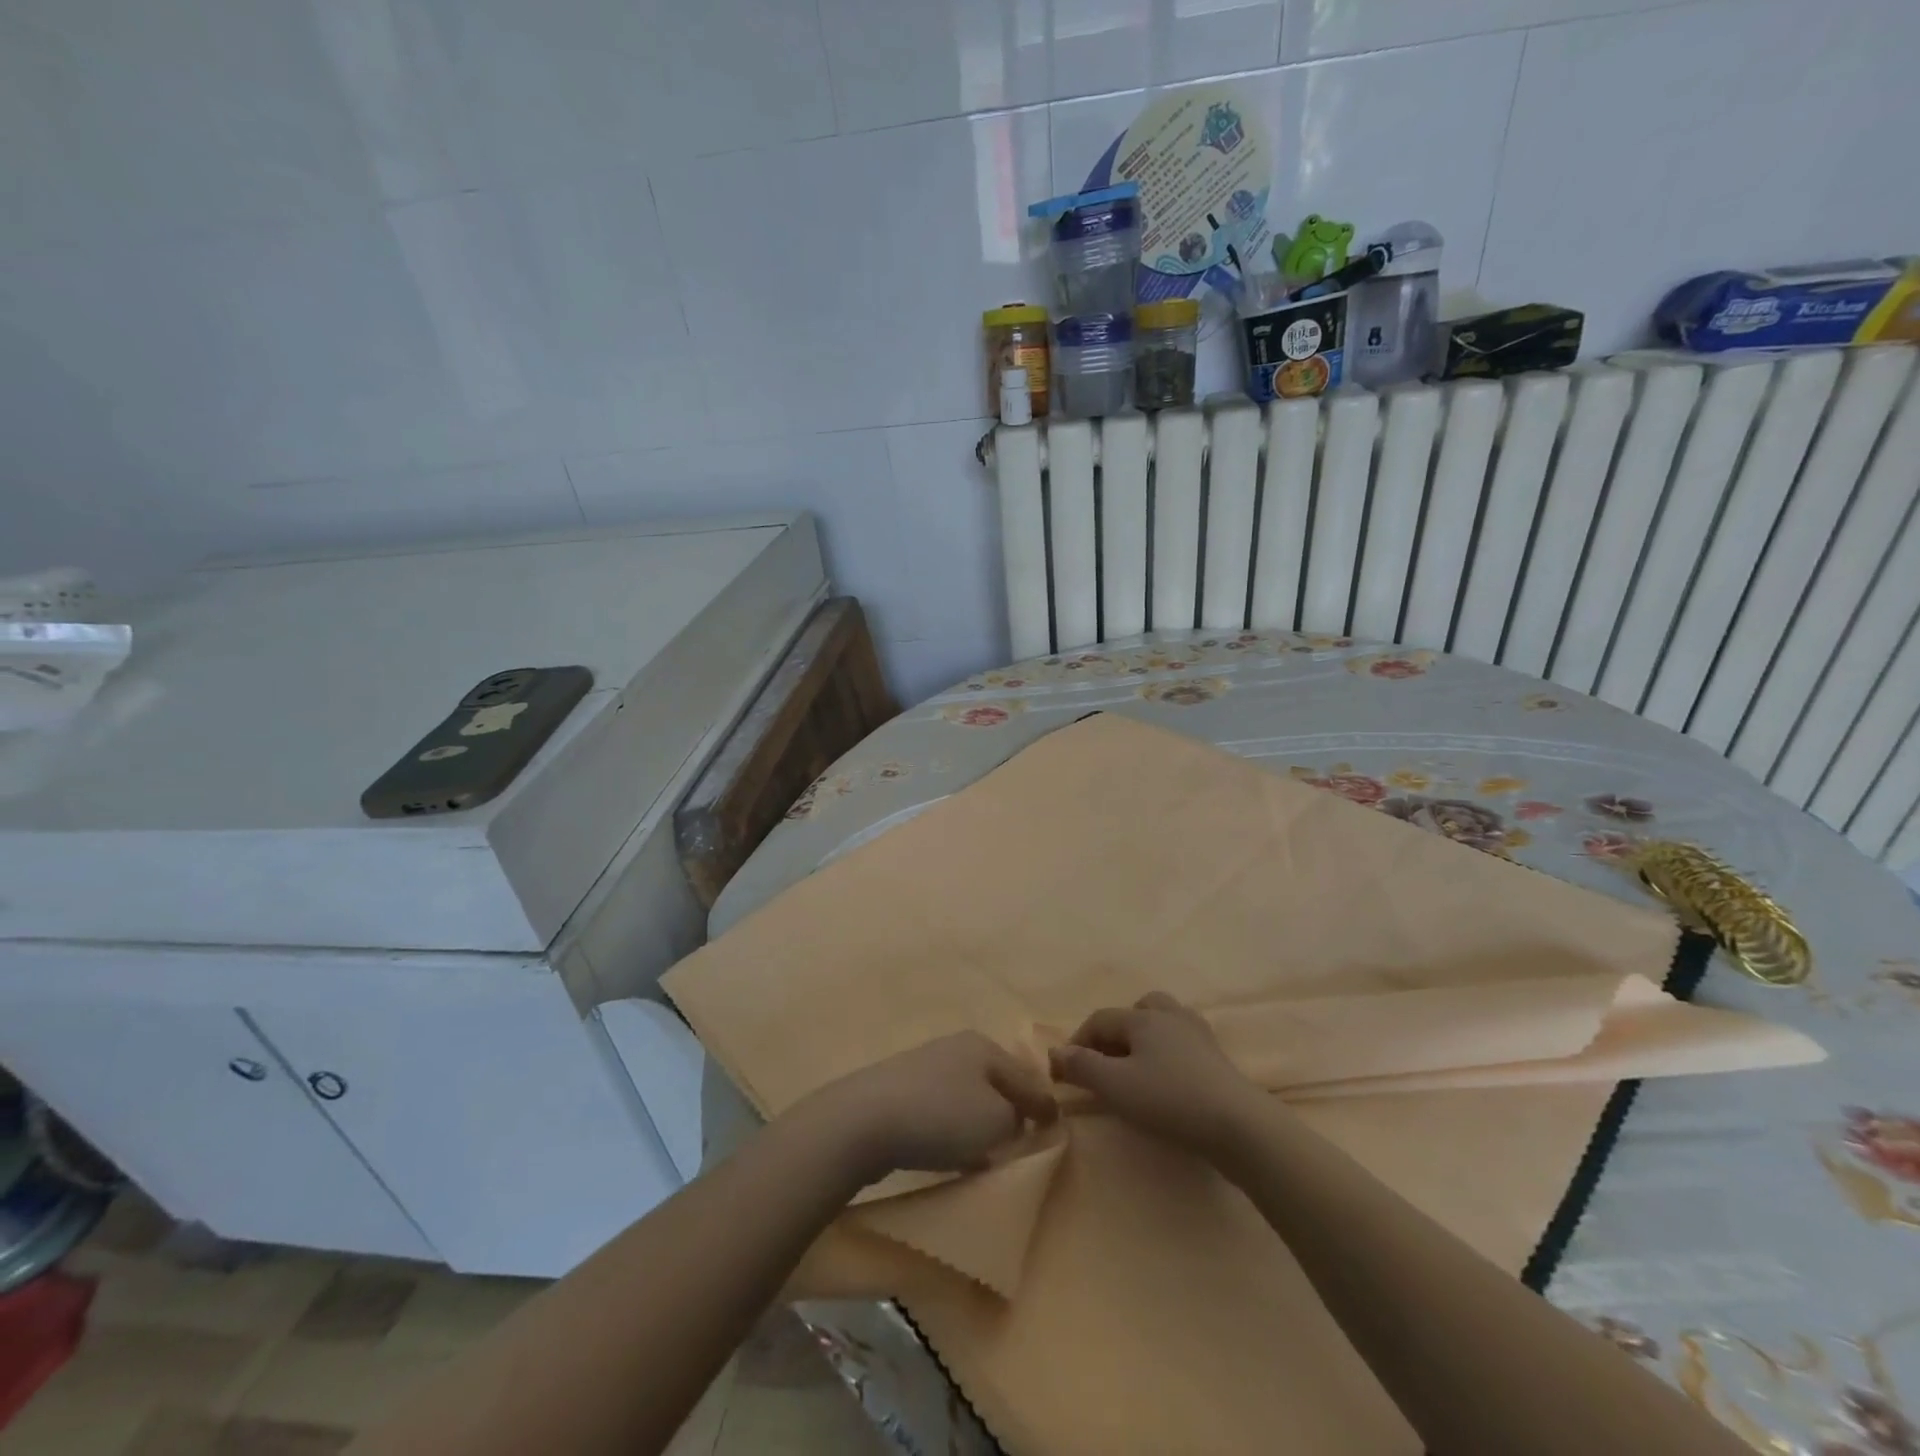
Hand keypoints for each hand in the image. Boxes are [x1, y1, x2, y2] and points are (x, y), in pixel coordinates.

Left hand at [795, 1031, 1058, 1184]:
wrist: (864, 1121)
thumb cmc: (941, 1117)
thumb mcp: (997, 1120)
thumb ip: (1019, 1118)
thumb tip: (1015, 1118)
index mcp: (984, 1046)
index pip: (1028, 1076)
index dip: (1044, 1105)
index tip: (1055, 1131)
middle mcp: (956, 1048)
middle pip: (995, 1083)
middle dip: (1010, 1111)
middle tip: (1021, 1142)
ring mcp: (924, 1066)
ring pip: (967, 1097)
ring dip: (979, 1123)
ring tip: (986, 1154)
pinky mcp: (899, 1091)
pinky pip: (939, 1111)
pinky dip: (951, 1131)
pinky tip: (948, 1154)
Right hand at [1049, 992, 1262, 1157]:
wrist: (1238, 1124)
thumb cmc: (1169, 1099)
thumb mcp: (1116, 1086)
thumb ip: (1082, 1066)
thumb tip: (1056, 1052)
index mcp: (1142, 1017)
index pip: (1099, 1020)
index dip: (1078, 1042)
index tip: (1065, 1072)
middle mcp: (1170, 1015)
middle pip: (1136, 1009)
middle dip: (1116, 1031)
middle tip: (1106, 1062)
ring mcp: (1197, 1033)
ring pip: (1163, 1021)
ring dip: (1144, 1038)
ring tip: (1137, 1067)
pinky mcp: (1217, 1056)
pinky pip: (1182, 1041)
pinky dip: (1168, 1052)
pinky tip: (1167, 1077)